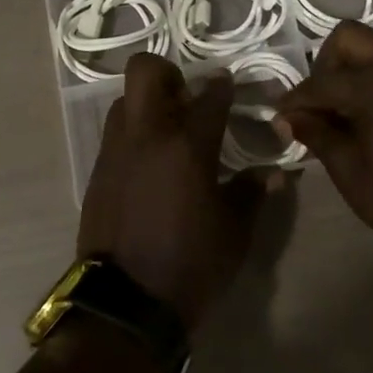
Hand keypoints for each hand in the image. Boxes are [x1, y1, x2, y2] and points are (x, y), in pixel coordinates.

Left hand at [79, 53, 269, 328]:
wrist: (125, 302)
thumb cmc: (191, 263)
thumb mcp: (235, 231)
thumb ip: (252, 192)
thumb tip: (275, 173)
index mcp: (187, 145)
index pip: (210, 96)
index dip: (223, 85)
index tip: (228, 85)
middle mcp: (147, 134)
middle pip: (146, 71)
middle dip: (167, 72)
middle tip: (186, 96)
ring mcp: (116, 150)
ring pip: (124, 100)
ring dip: (146, 103)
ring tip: (168, 130)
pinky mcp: (97, 171)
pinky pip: (115, 134)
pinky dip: (133, 134)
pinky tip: (150, 163)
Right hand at [277, 21, 372, 265]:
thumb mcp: (346, 168)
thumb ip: (313, 132)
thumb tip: (286, 116)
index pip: (321, 81)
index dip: (295, 100)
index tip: (280, 115)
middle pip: (350, 38)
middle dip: (326, 64)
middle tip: (319, 103)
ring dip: (354, 68)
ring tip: (345, 110)